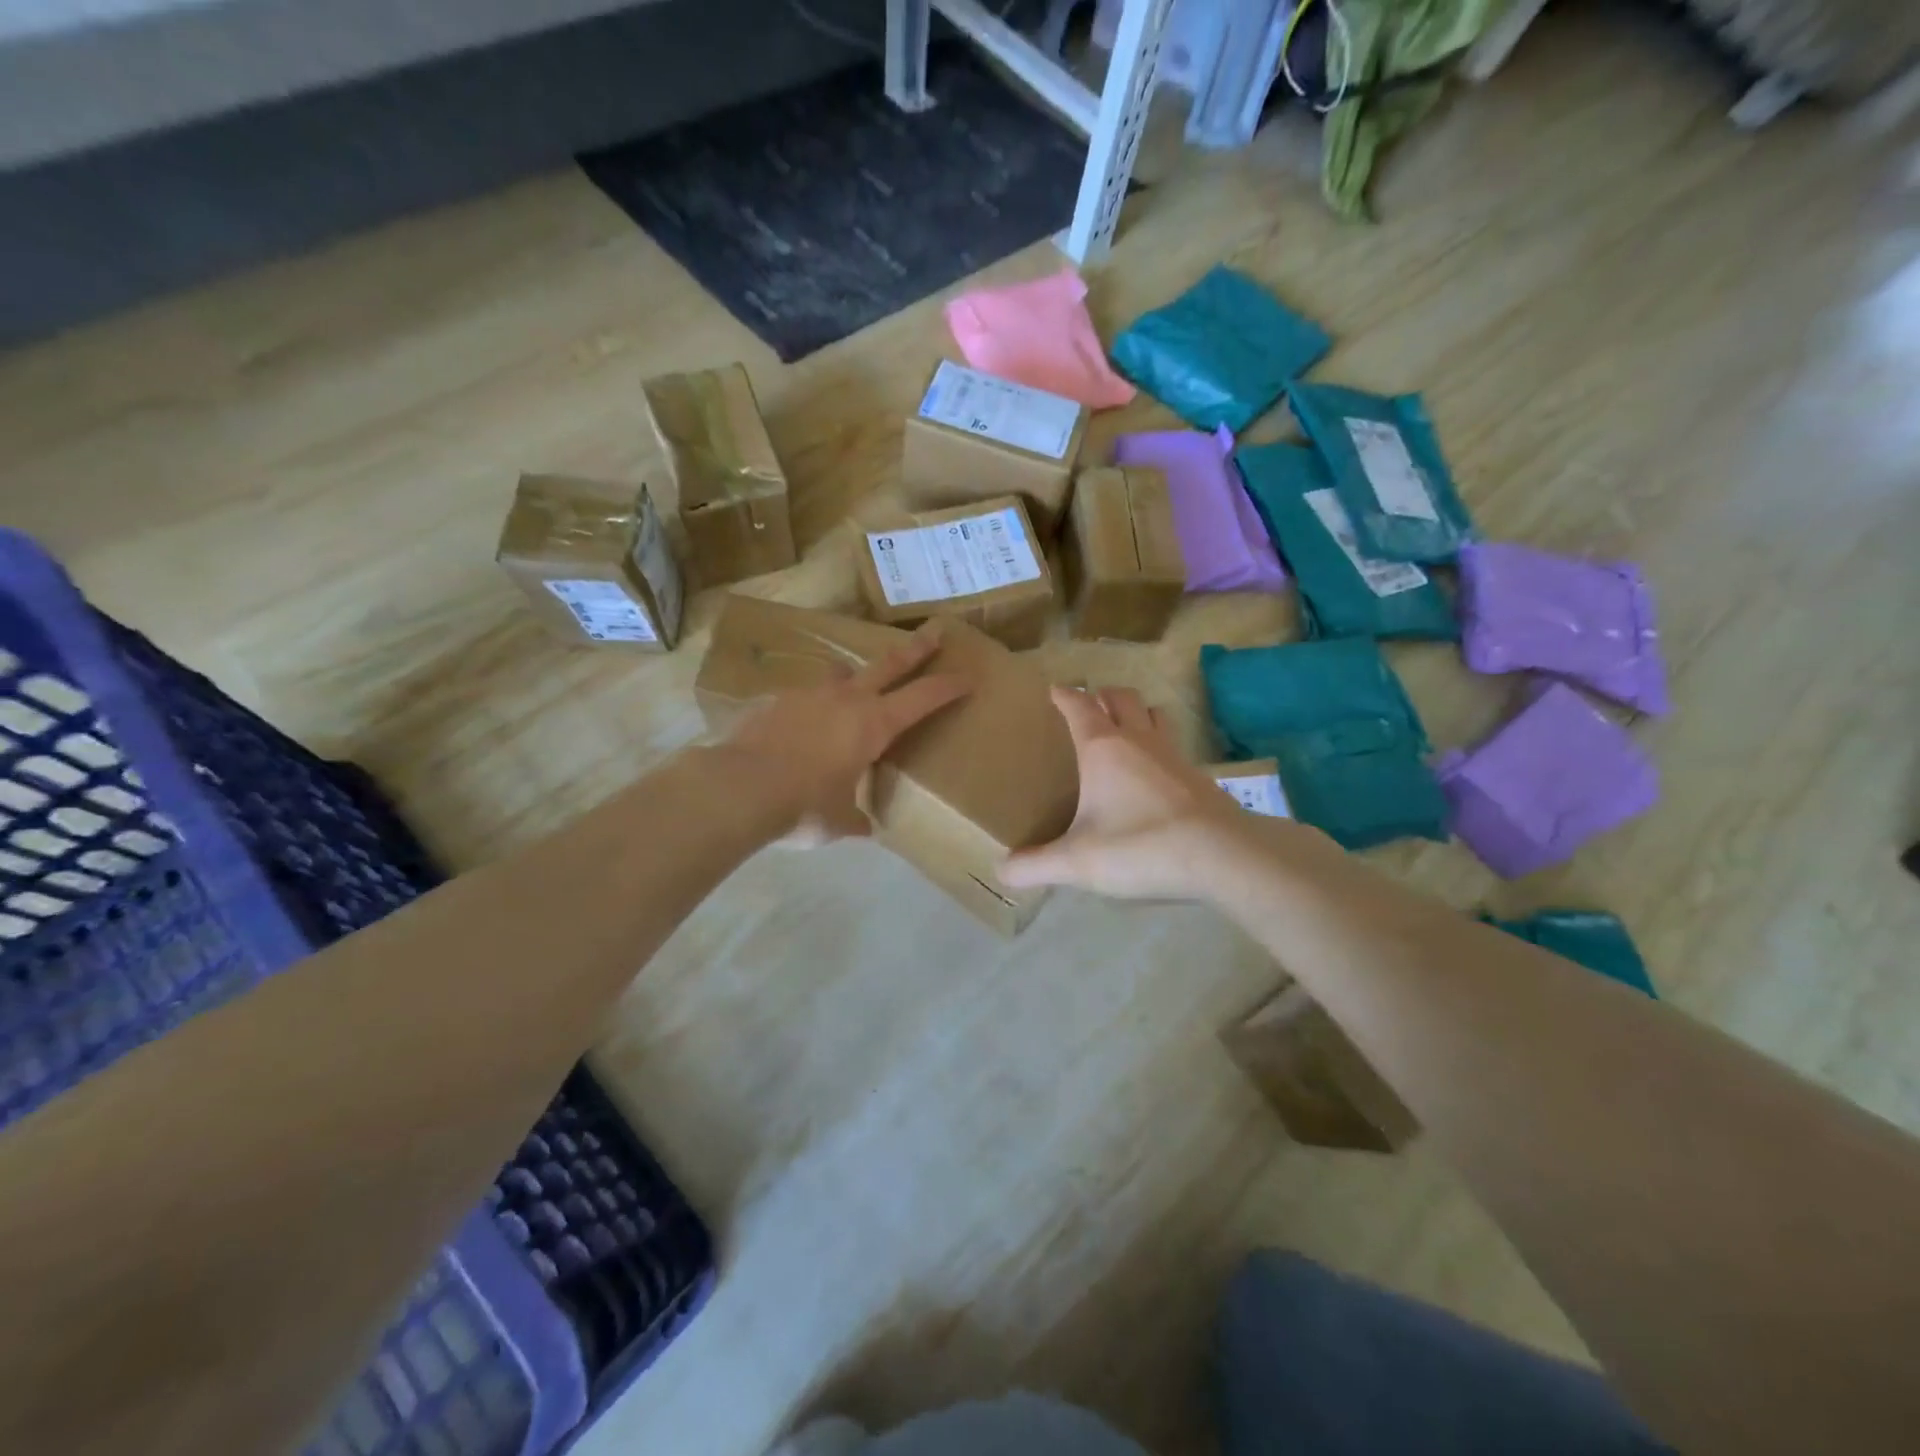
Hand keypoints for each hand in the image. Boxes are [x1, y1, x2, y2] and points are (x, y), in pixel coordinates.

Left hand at [724, 626, 968, 844]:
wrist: (737, 788)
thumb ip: (856, 819)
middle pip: (889, 664)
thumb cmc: (803, 806)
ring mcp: (808, 695)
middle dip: (916, 649)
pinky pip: (804, 697)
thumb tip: (865, 829)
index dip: (949, 687)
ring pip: (841, 675)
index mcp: (874, 724)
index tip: (969, 676)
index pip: (923, 698)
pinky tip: (802, 726)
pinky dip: (813, 706)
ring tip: (853, 685)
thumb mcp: (839, 821)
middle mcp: (846, 699)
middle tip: (934, 631)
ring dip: (855, 677)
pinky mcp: (775, 701)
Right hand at [1000, 686, 1255, 899]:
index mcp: (1102, 748)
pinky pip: (1173, 745)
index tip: (1054, 689)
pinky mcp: (1199, 776)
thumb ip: (1036, 866)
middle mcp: (1138, 740)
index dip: (1064, 695)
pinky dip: (1159, 744)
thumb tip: (1002, 872)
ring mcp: (1173, 755)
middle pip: (1121, 698)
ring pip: (1154, 714)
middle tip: (1090, 705)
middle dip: (1102, 695)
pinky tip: (1156, 771)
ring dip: (1138, 711)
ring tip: (1126, 726)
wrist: (1222, 855)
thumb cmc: (1140, 846)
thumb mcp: (1078, 862)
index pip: (1079, 706)